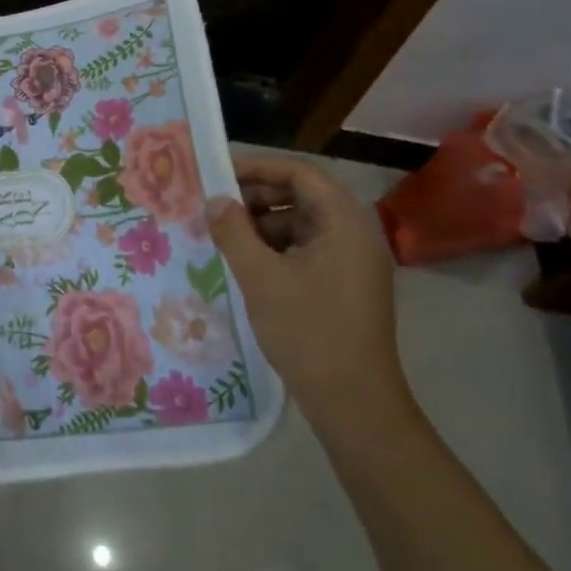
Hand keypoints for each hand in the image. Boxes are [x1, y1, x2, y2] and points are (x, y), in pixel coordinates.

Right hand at [208, 155, 408, 435]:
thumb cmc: (309, 331)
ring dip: (264, 223)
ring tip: (225, 234)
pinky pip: (308, 249)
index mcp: (345, 223)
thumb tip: (215, 201)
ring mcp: (353, 261)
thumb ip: (234, 232)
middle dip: (258, 196)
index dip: (259, 168)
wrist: (353, 401)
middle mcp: (355, 234)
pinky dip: (277, 247)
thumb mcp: (261, 277)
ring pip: (303, 224)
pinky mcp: (346, 284)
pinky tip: (247, 261)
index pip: (301, 173)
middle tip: (217, 206)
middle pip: (304, 196)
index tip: (220, 175)